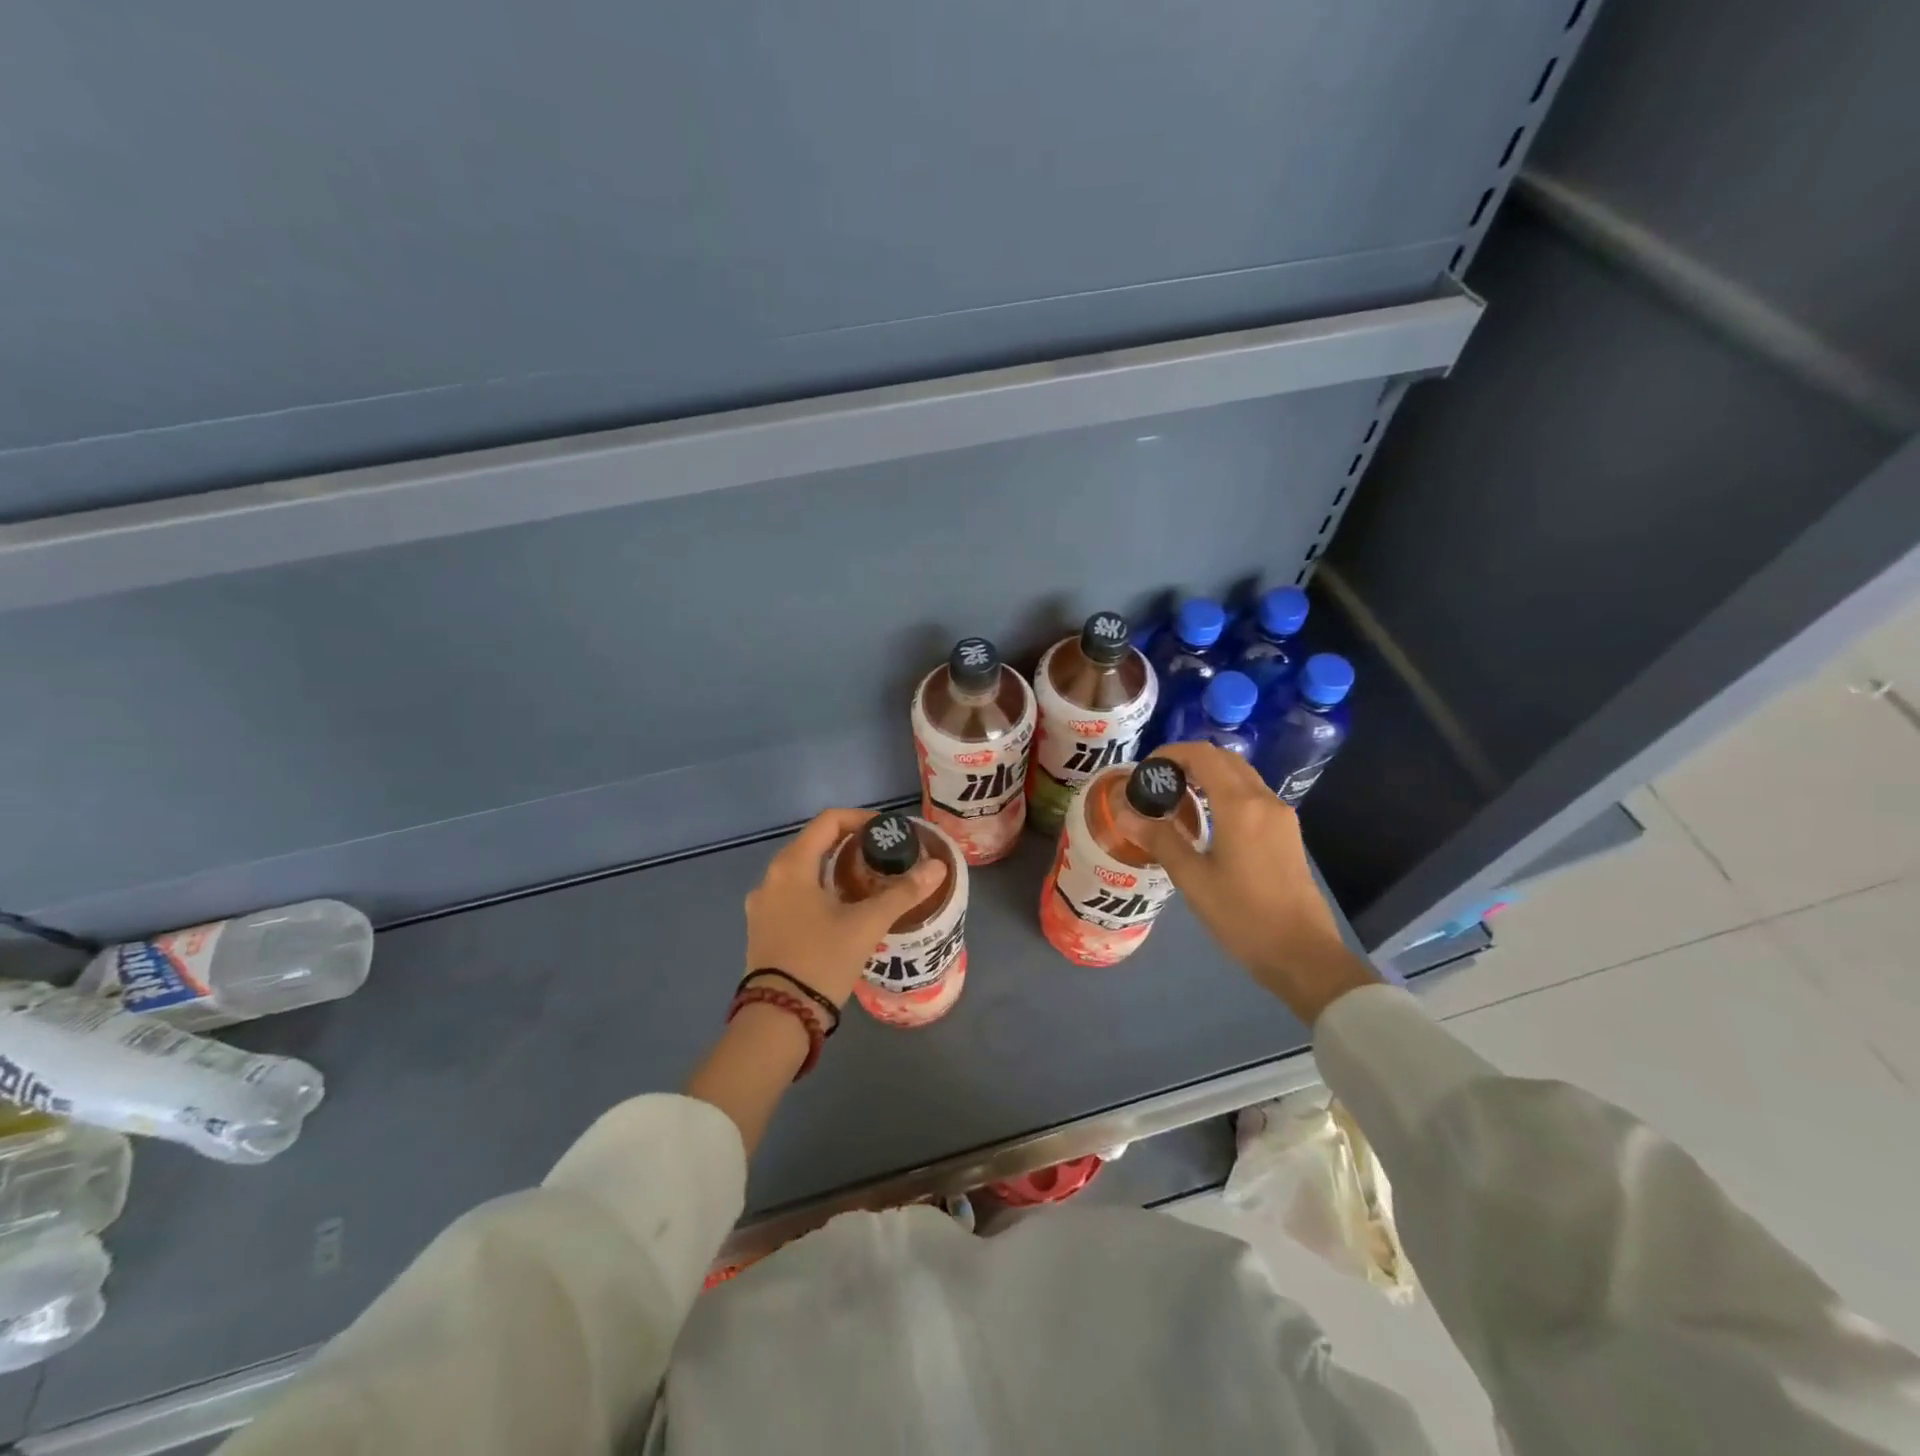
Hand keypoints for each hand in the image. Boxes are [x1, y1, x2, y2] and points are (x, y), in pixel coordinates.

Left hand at [744, 807, 947, 1008]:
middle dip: (851, 845)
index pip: (828, 821)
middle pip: (815, 844)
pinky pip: (794, 895)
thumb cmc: (822, 960)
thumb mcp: (867, 924)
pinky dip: (820, 891)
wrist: (778, 1018)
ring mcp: (762, 905)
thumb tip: (938, 866)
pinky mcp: (763, 928)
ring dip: (835, 869)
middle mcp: (771, 878)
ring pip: (804, 871)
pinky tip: (843, 911)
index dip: (861, 819)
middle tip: (884, 858)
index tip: (888, 833)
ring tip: (868, 884)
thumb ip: (903, 892)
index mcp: (791, 866)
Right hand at [1137, 743, 1377, 1023]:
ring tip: (1175, 800)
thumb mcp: (1193, 879)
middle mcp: (1264, 800)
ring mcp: (1280, 815)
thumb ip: (1160, 839)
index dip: (1170, 753)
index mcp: (1240, 805)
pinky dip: (1224, 792)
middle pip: (1224, 759)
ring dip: (1207, 776)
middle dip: (1188, 761)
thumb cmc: (1243, 916)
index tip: (1145, 770)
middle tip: (1157, 784)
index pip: (1202, 755)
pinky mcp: (1287, 832)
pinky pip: (1252, 795)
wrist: (1303, 954)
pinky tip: (1205, 820)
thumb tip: (1125, 812)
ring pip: (1240, 775)